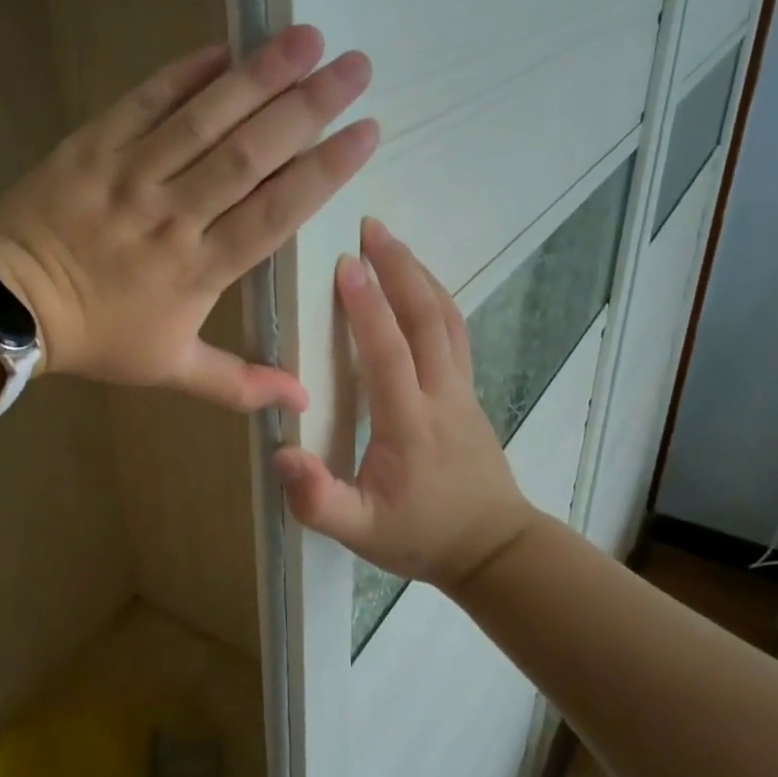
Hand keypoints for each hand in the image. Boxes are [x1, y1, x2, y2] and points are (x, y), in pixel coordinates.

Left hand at [0, 26, 375, 412]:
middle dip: (308, 108)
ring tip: (305, 38)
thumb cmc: (98, 338)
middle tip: (356, 66)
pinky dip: (182, 74)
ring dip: (258, 76)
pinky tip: (223, 47)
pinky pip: (143, 103)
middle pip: (250, 155)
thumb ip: (239, 385)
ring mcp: (131, 175)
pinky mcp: (93, 146)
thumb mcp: (171, 370)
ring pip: (203, 120)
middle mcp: (174, 214)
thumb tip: (303, 404)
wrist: (11, 307)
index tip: (367, 132)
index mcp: (200, 268)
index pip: (276, 211)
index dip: (324, 170)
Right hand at [272, 219, 540, 590]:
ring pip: (448, 320)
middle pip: (427, 319)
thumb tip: (282, 453)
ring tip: (393, 243)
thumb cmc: (421, 537)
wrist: (494, 550)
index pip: (388, 352)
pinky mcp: (469, 394)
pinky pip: (455, 333)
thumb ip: (318, 500)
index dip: (367, 306)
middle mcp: (441, 395)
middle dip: (399, 268)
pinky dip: (436, 299)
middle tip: (371, 226)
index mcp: (410, 423)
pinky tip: (420, 288)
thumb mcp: (359, 531)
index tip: (346, 262)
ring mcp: (462, 391)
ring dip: (420, 276)